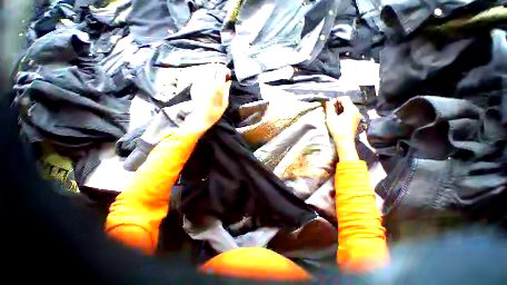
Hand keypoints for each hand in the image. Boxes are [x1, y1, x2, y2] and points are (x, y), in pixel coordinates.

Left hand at [184, 64, 231, 133]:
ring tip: (215, 77)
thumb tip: (228, 81)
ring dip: (212, 72)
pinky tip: (208, 82)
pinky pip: (200, 75)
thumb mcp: (225, 102)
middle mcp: (207, 82)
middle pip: (212, 68)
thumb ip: (226, 89)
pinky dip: (205, 76)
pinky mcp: (194, 85)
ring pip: (205, 70)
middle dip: (218, 69)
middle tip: (222, 75)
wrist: (201, 118)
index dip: (225, 71)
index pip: (221, 71)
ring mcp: (199, 83)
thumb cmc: (215, 112)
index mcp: (217, 87)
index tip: (228, 74)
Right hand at [325, 96, 361, 160]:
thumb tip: (328, 101)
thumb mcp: (331, 117)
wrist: (344, 141)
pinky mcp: (356, 120)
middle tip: (330, 110)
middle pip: (347, 102)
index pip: (344, 98)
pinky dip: (344, 113)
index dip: (336, 100)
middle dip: (338, 104)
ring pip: (348, 108)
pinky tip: (338, 118)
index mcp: (351, 108)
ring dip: (340, 109)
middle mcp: (356, 110)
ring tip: (333, 115)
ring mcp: (357, 116)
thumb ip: (329, 108)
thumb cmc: (337, 129)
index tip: (329, 106)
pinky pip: (350, 113)